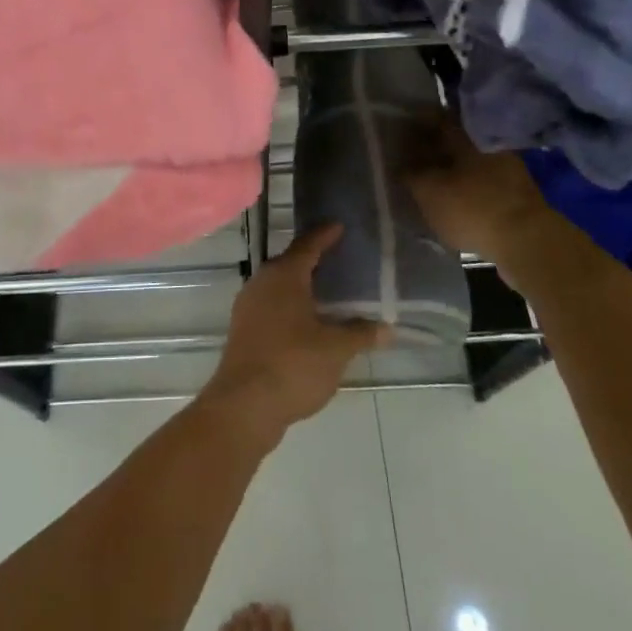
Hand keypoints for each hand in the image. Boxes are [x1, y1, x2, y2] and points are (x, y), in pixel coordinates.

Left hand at [201, 226, 391, 439]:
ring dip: (301, 286)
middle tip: (340, 259)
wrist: (244, 405)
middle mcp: (262, 282)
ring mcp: (248, 306)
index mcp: (284, 275)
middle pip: (291, 263)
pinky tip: (308, 322)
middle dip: (314, 260)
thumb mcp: (335, 349)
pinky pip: (271, 306)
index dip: (325, 235)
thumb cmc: (293, 365)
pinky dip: (290, 306)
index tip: (339, 225)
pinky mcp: (243, 330)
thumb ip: (361, 334)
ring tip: (328, 291)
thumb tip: (388, 328)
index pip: (308, 245)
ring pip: (279, 286)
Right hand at [405, 113, 567, 289]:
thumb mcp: (428, 191)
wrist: (527, 243)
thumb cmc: (472, 208)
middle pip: (452, 140)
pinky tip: (450, 200)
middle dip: (430, 148)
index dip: (413, 125)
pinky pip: (480, 181)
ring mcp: (505, 168)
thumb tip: (403, 165)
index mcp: (466, 134)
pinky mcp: (514, 193)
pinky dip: (463, 186)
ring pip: (467, 161)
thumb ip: (411, 174)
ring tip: (426, 183)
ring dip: (447, 169)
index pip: (434, 118)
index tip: (397, 134)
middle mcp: (487, 143)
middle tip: (408, 160)